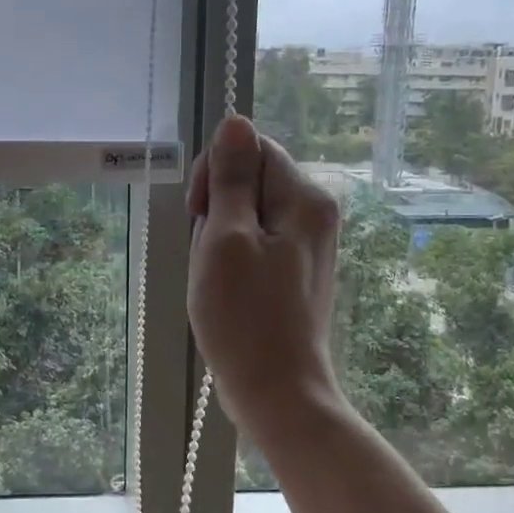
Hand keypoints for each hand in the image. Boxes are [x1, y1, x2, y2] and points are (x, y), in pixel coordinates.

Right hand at [186, 115, 342, 439]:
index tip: (198, 214)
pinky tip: (228, 291)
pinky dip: (234, 260)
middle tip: (210, 257)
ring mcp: (308, 245)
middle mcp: (315, 214)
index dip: (215, 173)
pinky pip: (256, 244)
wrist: (277, 392)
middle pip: (252, 181)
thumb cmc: (245, 318)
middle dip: (218, 210)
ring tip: (218, 280)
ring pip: (248, 215)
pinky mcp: (296, 272)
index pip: (252, 149)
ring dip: (221, 239)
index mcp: (304, 199)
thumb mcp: (226, 239)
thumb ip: (231, 178)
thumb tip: (235, 121)